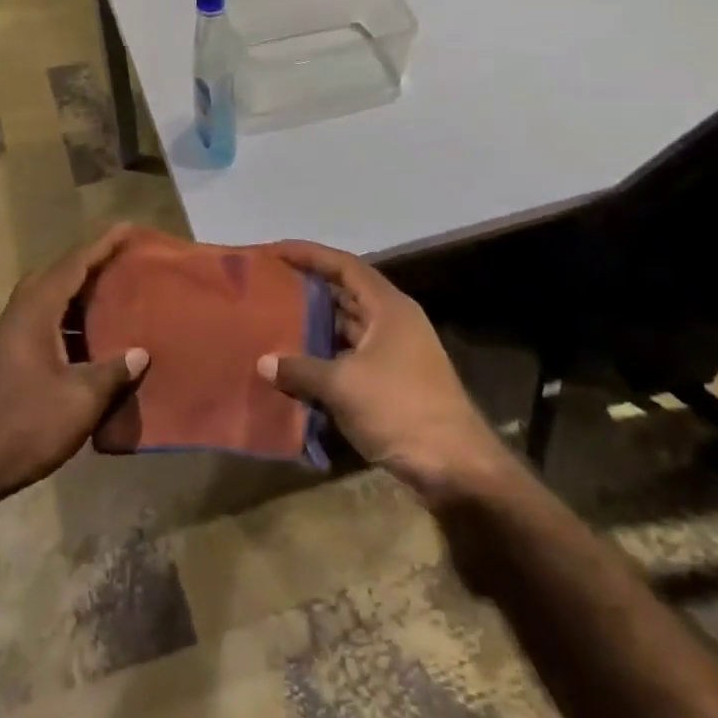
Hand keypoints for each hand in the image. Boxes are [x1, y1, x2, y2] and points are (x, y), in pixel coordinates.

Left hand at [0, 224, 148, 508]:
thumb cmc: (22, 425)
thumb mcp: (79, 400)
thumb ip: (112, 372)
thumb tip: (140, 353)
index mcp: (35, 313)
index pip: (72, 265)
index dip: (101, 245)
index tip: (127, 227)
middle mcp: (19, 316)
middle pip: (55, 276)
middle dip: (88, 264)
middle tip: (122, 262)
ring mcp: (9, 338)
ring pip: (48, 301)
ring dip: (78, 295)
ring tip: (114, 298)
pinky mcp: (7, 360)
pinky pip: (44, 324)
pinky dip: (69, 323)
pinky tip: (91, 344)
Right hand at [257, 241, 512, 501]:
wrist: (454, 466)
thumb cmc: (399, 408)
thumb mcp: (343, 385)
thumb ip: (300, 369)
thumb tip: (263, 363)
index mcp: (388, 307)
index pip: (344, 266)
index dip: (309, 254)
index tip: (275, 251)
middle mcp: (393, 322)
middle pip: (346, 293)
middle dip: (308, 289)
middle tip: (268, 287)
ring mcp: (395, 353)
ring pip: (347, 328)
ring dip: (314, 325)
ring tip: (274, 321)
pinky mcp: (391, 382)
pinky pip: (350, 357)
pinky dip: (324, 357)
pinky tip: (295, 365)